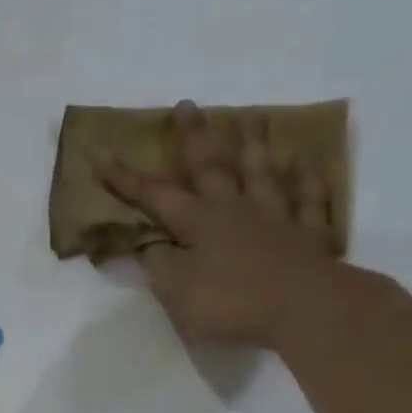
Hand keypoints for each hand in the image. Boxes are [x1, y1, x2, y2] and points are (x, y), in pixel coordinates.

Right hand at [99, 101, 338, 349]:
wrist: (305, 308)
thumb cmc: (232, 302)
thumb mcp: (177, 291)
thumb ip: (160, 264)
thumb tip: (150, 244)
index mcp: (198, 223)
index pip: (155, 196)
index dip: (126, 178)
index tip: (101, 154)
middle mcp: (235, 209)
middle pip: (211, 166)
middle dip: (194, 136)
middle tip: (187, 104)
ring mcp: (277, 217)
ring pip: (262, 172)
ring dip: (254, 144)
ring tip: (250, 116)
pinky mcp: (309, 234)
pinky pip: (308, 200)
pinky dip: (306, 181)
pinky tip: (305, 165)